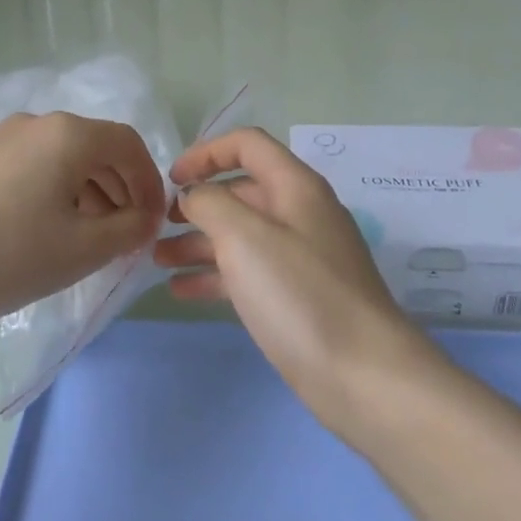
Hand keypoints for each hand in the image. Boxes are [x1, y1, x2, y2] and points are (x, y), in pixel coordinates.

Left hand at [0, 112, 166, 329]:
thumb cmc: (9, 255)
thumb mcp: (84, 249)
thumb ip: (129, 229)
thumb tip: (146, 217)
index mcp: (69, 134)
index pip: (129, 145)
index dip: (150, 183)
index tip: (154, 223)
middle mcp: (39, 123)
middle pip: (99, 148)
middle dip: (122, 189)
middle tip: (127, 234)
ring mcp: (6, 138)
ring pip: (68, 158)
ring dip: (93, 192)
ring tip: (94, 238)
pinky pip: (40, 166)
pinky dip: (61, 191)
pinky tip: (55, 229)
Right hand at [160, 127, 437, 429]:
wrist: (363, 375)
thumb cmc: (300, 294)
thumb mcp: (245, 237)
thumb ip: (211, 203)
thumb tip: (194, 194)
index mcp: (296, 186)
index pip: (247, 144)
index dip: (206, 153)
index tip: (171, 179)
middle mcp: (300, 213)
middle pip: (241, 191)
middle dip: (197, 203)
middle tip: (158, 225)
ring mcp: (301, 256)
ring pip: (241, 235)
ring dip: (198, 242)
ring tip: (157, 260)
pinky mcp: (298, 296)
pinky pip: (248, 272)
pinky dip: (214, 275)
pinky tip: (181, 291)